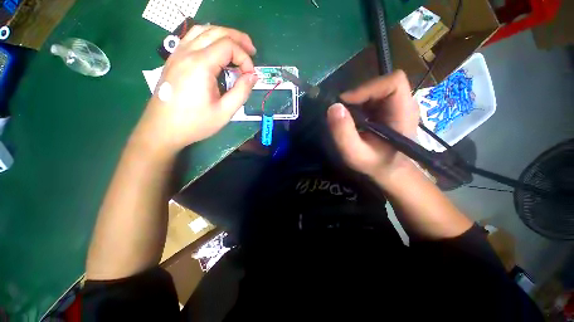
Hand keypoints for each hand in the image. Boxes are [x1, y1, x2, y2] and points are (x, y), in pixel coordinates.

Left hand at [136, 25, 258, 153]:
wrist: (162, 129)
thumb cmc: (195, 123)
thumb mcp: (225, 112)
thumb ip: (241, 92)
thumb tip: (253, 76)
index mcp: (200, 65)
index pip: (228, 46)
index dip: (244, 58)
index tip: (250, 76)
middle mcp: (187, 52)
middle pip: (216, 31)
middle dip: (238, 39)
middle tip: (252, 51)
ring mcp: (177, 53)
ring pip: (203, 30)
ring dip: (223, 35)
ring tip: (237, 47)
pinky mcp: (173, 59)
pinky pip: (192, 38)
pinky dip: (208, 38)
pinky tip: (215, 50)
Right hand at [327, 71, 419, 183]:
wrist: (389, 171)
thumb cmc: (374, 164)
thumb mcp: (355, 153)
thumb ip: (344, 133)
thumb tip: (333, 107)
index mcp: (403, 112)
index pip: (393, 82)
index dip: (367, 88)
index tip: (346, 103)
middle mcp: (405, 104)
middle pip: (382, 84)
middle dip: (359, 95)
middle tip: (343, 113)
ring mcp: (398, 106)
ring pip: (376, 90)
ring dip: (358, 101)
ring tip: (348, 118)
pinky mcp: (389, 109)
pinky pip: (373, 98)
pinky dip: (359, 105)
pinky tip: (354, 119)